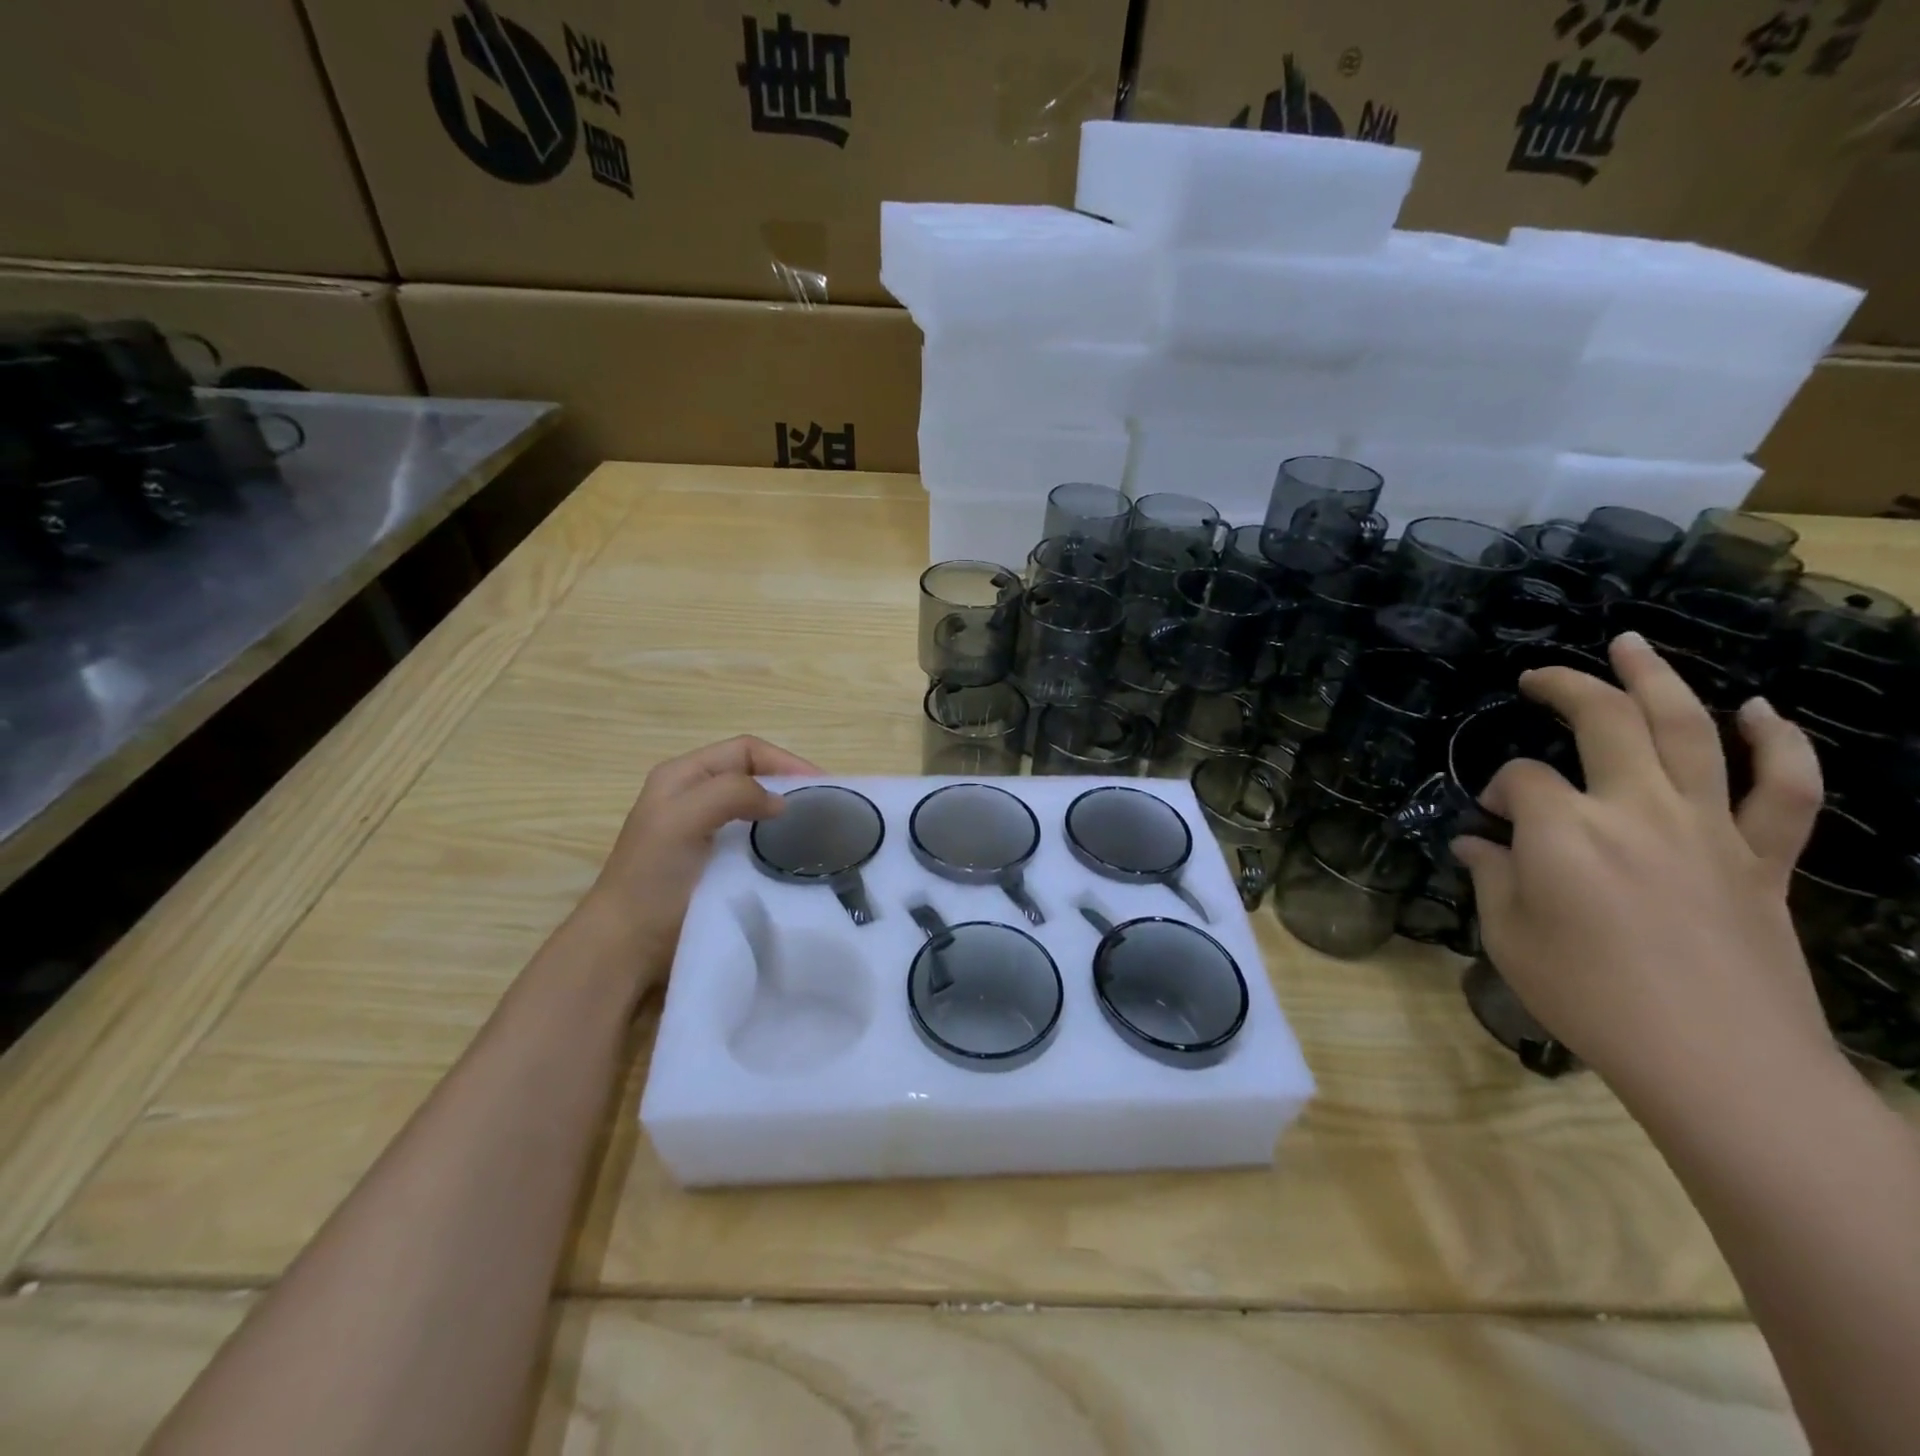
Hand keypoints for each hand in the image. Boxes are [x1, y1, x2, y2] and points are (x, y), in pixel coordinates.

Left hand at [576, 735, 818, 990]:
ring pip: (757, 810)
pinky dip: (778, 844)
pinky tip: (795, 858)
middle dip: (790, 786)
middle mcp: (695, 797)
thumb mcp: (682, 820)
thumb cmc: (652, 878)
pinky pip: (756, 843)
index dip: (785, 761)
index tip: (820, 787)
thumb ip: (730, 794)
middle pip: (754, 776)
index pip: (746, 751)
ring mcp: (706, 833)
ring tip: (817, 832)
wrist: (627, 947)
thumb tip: (781, 802)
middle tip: (826, 809)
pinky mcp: (717, 865)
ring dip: (786, 817)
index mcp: (684, 776)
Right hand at [1452, 632, 1833, 1104]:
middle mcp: (1637, 808)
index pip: (1518, 780)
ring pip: (1691, 730)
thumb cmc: (1591, 998)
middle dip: (1567, 687)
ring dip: (1659, 679)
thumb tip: (1476, 843)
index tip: (1488, 820)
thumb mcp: (1510, 938)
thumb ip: (1491, 877)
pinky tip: (1760, 712)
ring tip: (1632, 645)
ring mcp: (1709, 827)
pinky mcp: (1763, 858)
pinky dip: (1778, 743)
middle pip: (1605, 721)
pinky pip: (1786, 788)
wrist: (1721, 1064)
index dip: (1495, 790)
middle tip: (1541, 675)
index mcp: (1565, 830)